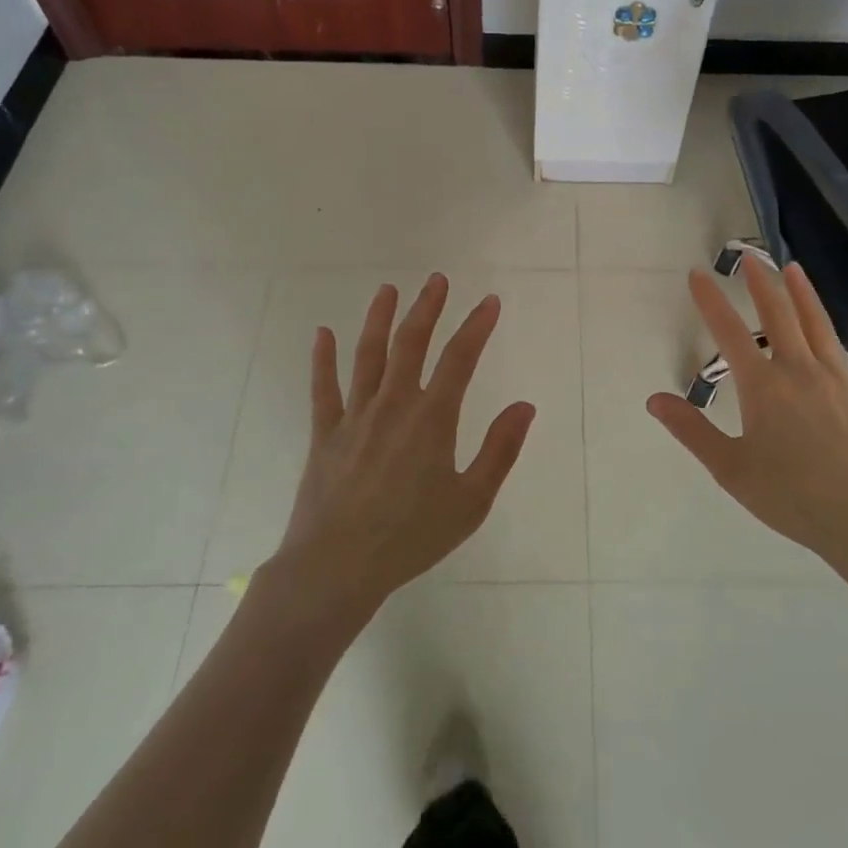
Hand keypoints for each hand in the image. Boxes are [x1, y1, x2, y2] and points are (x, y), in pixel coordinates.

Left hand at [273, 275, 535, 621]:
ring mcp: (354, 416)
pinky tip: (322, 334)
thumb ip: (500, 450)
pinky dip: (322, 359)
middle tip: (437, 280)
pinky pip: (323, 388)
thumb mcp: (471, 501)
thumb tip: (525, 405)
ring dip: (379, 319)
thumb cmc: (412, 537)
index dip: (477, 326)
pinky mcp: (324, 434)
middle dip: (427, 308)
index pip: (460, 359)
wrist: (338, 566)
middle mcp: (393, 405)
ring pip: (368, 356)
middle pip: (411, 344)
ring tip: (388, 289)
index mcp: (431, 419)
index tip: (490, 302)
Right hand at [647, 261, 847, 574]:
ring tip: (792, 268)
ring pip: (819, 326)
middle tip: (749, 258)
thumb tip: (654, 399)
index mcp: (763, 386)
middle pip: (778, 317)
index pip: (729, 333)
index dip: (710, 301)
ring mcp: (839, 380)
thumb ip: (692, 430)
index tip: (697, 274)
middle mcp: (800, 371)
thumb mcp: (730, 468)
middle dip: (760, 285)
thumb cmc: (790, 496)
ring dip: (804, 295)